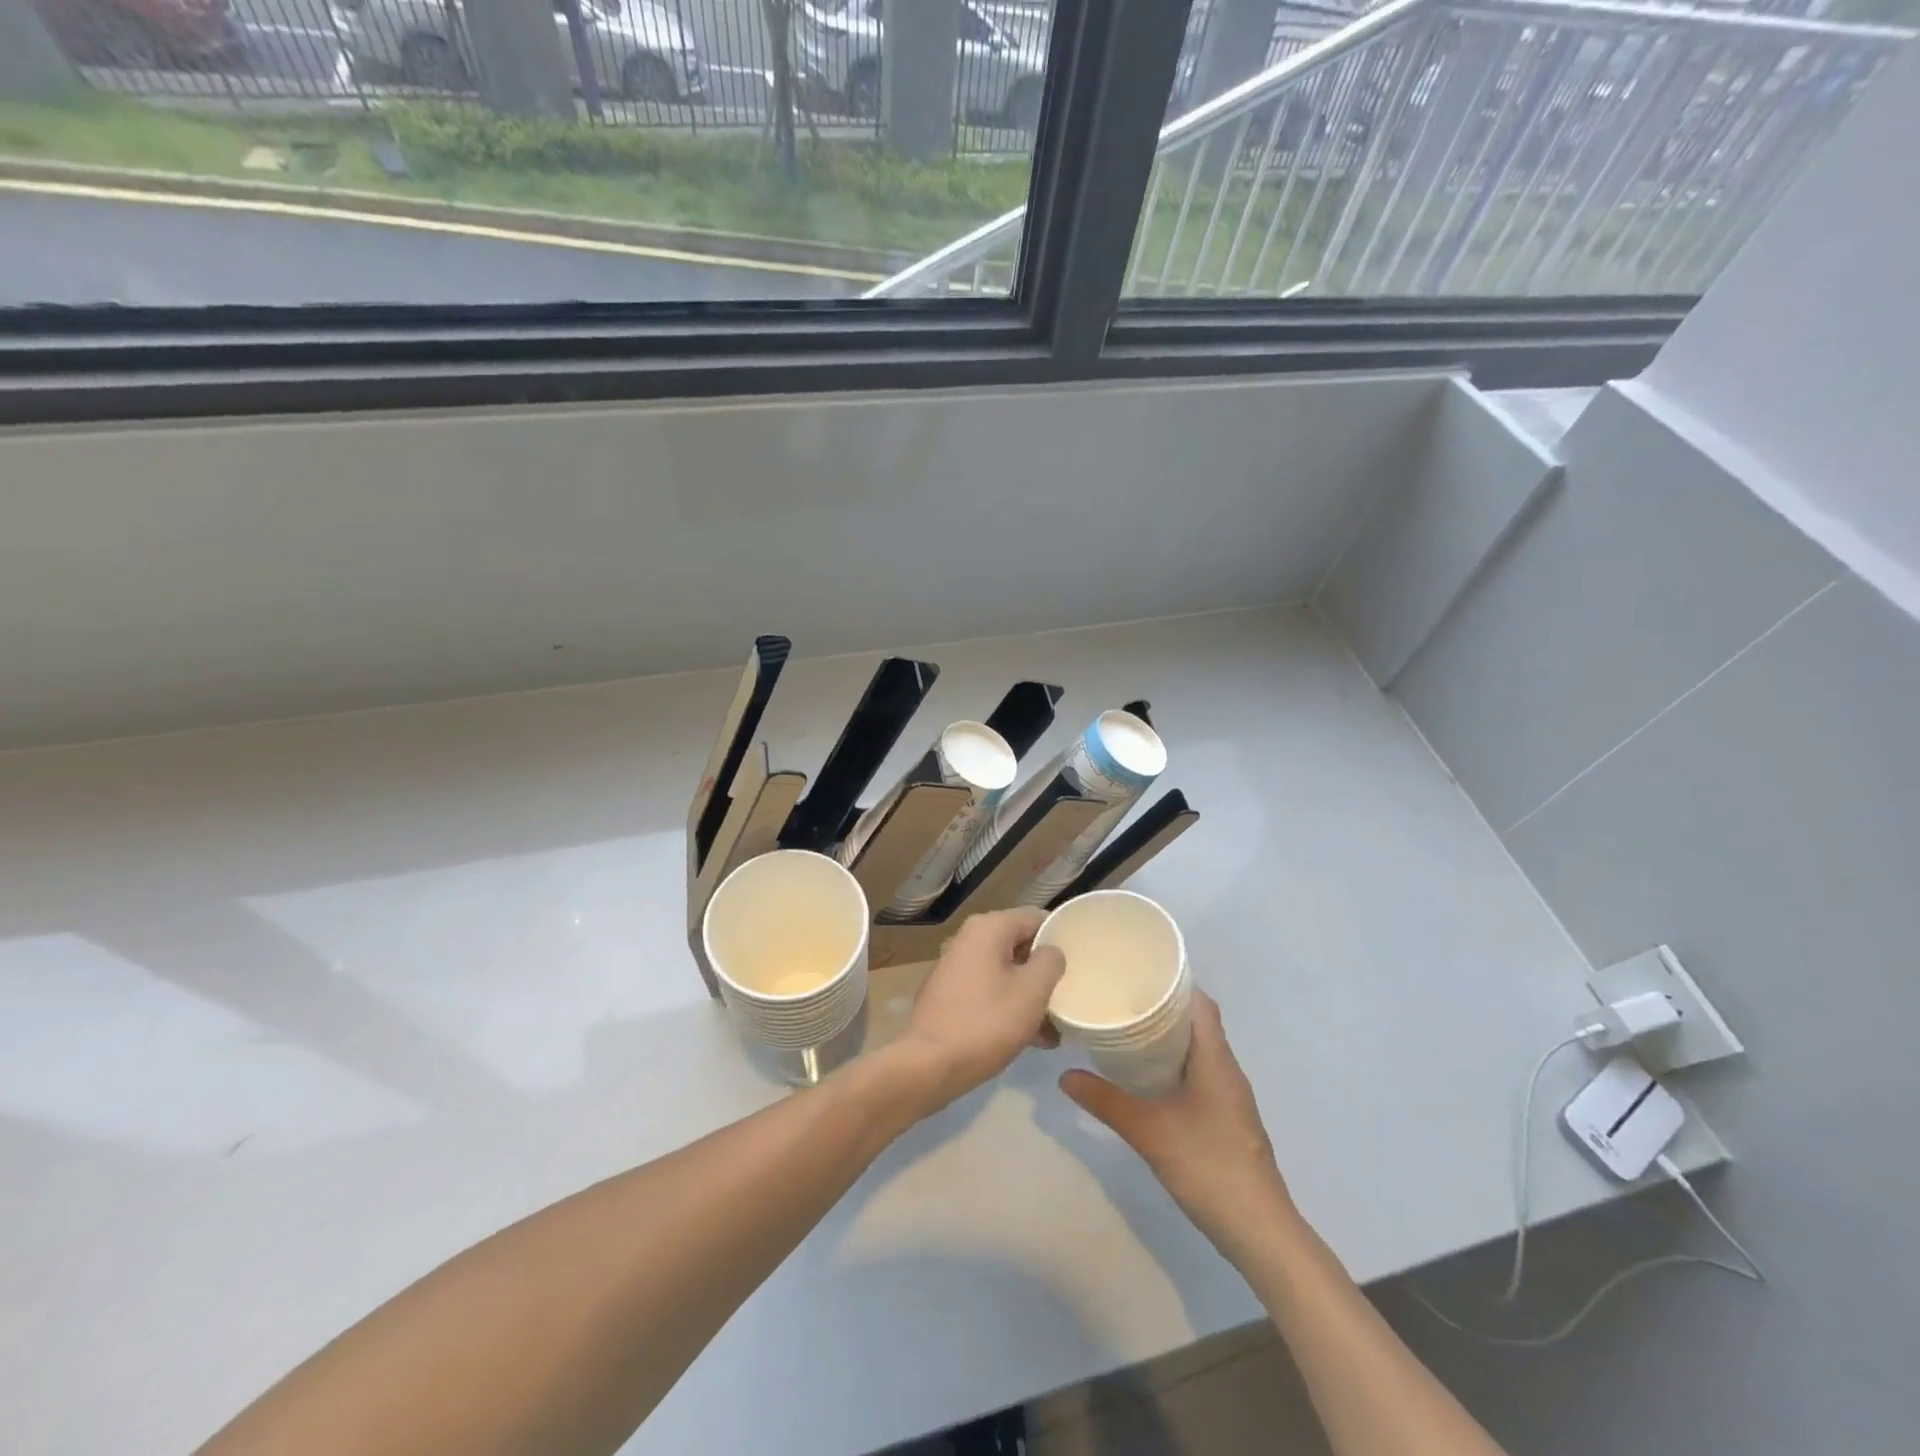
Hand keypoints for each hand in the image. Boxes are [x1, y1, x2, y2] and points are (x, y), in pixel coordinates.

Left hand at [895, 907, 1065, 1112]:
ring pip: (1006, 972)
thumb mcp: (1032, 991)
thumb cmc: (987, 1022)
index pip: (1036, 917)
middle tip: (1069, 997)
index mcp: (988, 928)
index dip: (1061, 936)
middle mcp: (969, 939)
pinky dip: (1010, 1007)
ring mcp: (957, 967)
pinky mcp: (950, 994)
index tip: (1081, 961)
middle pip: (1020, 945)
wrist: (930, 1064)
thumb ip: (1050, 962)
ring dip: (1031, 996)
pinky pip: (990, 990)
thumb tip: (1051, 951)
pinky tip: (1032, 1039)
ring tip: (1055, 1029)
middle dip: (1045, 972)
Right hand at [1060, 990, 1298, 1264]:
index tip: (1137, 973)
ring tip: (1128, 1031)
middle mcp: (1228, 1070)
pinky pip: (1200, 1075)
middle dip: (1163, 1008)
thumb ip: (1106, 1101)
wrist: (1261, 1233)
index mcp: (1216, 1059)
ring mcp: (1231, 1098)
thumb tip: (1064, 1075)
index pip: (1201, 1003)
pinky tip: (1149, 1078)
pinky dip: (1175, 1065)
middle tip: (1121, 1000)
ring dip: (1169, 1038)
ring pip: (1199, 1051)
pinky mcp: (1228, 1120)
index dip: (1174, 983)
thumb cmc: (1209, 1167)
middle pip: (1198, 1023)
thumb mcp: (1149, 1132)